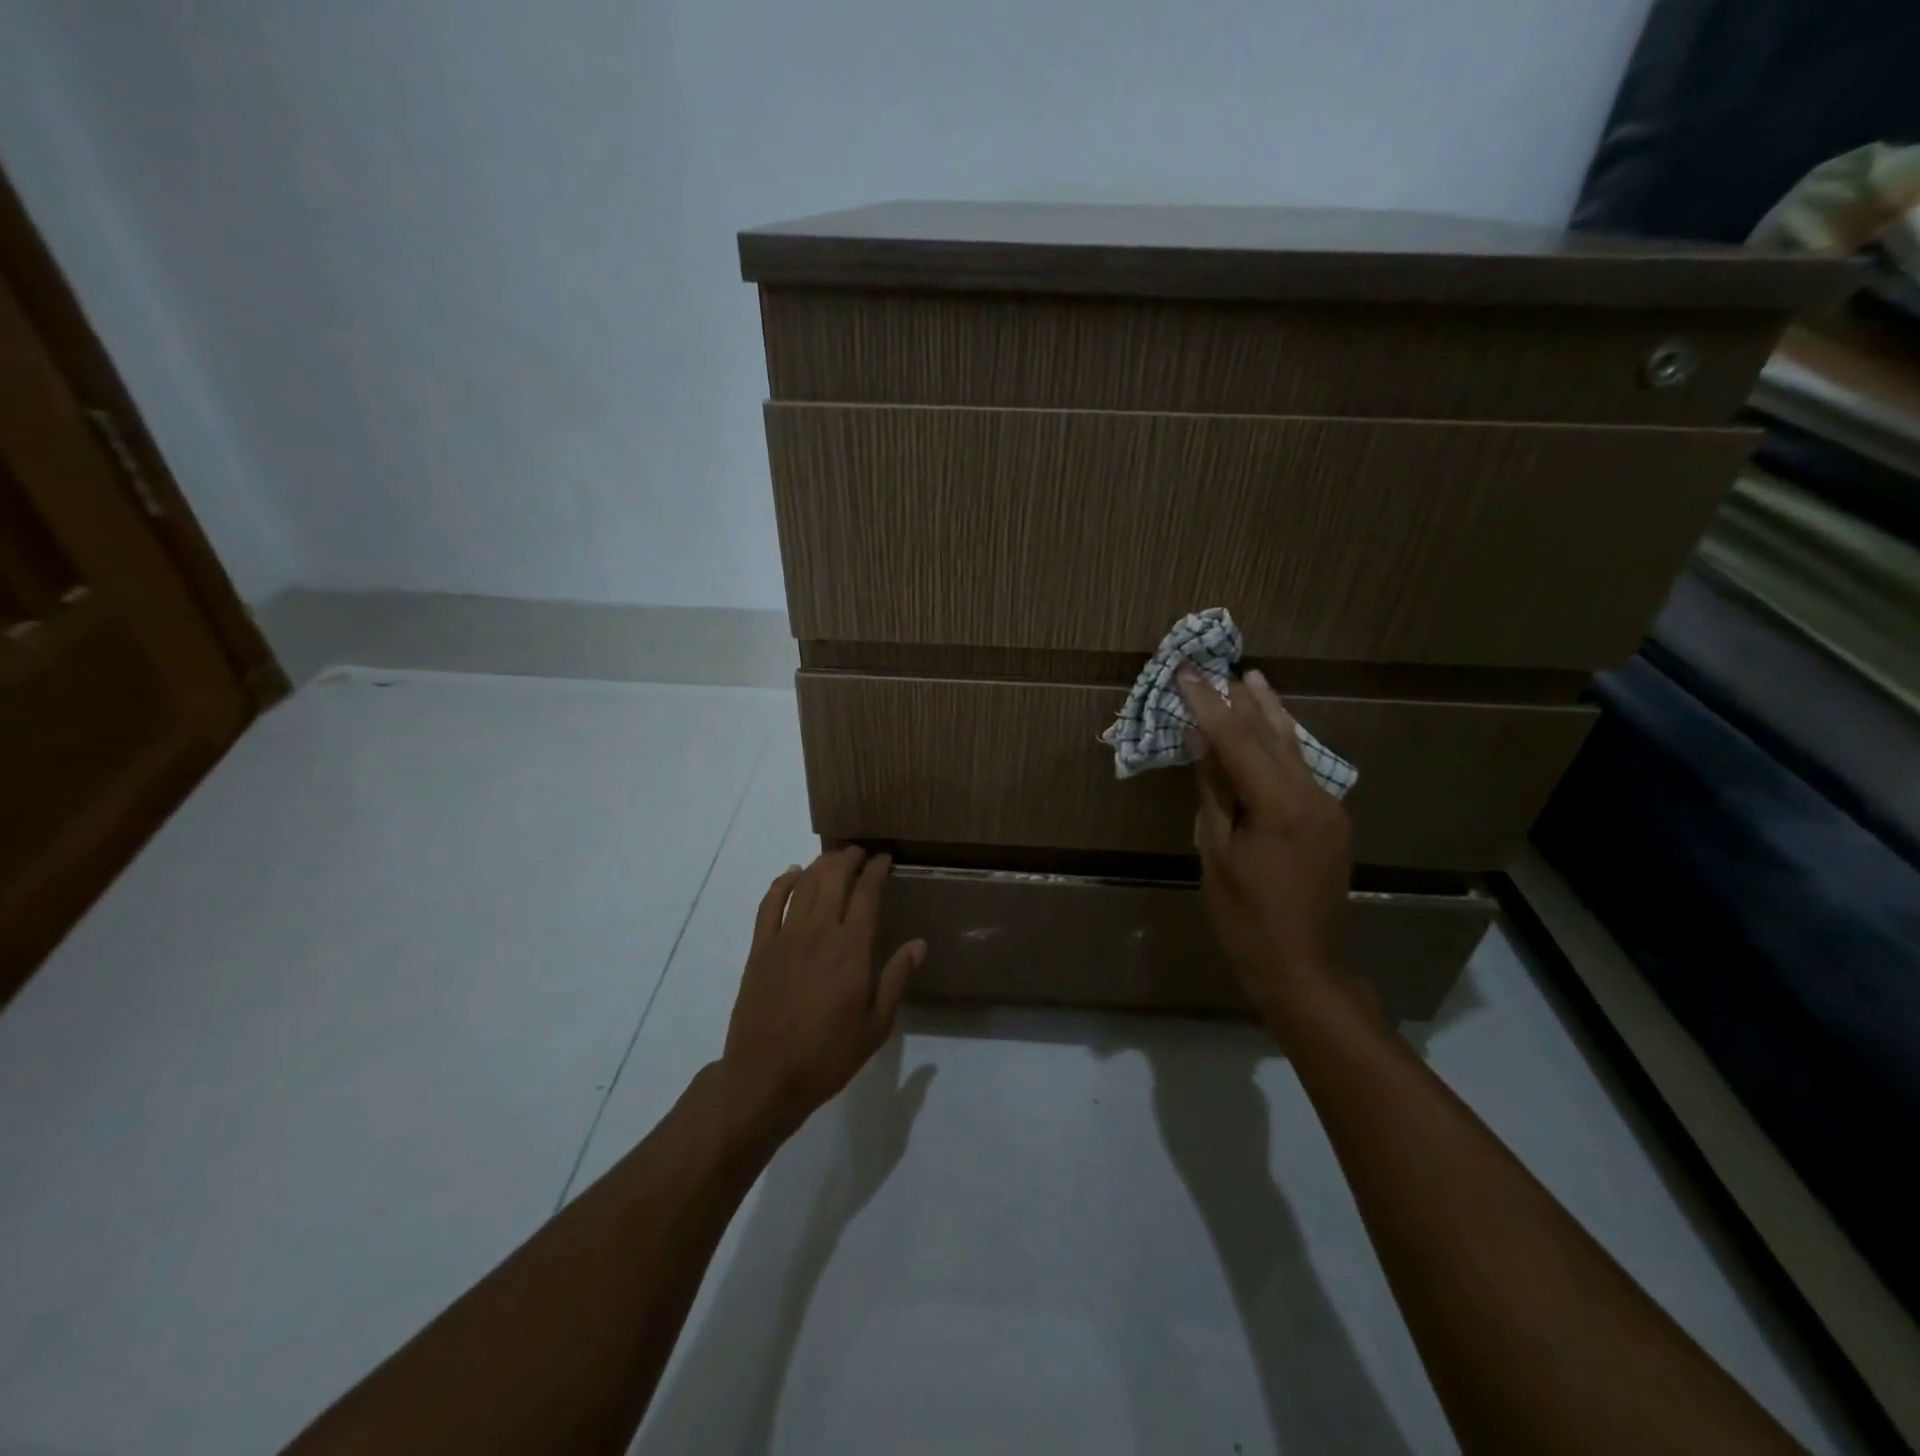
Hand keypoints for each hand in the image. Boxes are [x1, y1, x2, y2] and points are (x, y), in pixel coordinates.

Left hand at [717, 848, 925, 1138]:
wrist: (766, 1076)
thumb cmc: (828, 1054)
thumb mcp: (876, 1025)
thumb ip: (896, 978)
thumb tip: (919, 943)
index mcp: (852, 949)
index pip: (867, 893)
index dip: (877, 870)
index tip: (885, 857)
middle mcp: (819, 931)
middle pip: (834, 879)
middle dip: (850, 858)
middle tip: (861, 852)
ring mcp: (786, 936)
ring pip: (805, 885)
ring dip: (821, 864)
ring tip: (834, 857)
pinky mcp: (761, 947)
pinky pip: (770, 903)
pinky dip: (782, 882)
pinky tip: (792, 873)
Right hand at [1178, 667, 1353, 1019]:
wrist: (1302, 966)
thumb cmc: (1245, 916)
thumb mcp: (1216, 852)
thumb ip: (1213, 792)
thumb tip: (1201, 742)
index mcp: (1280, 806)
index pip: (1237, 741)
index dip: (1208, 706)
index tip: (1186, 675)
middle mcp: (1313, 797)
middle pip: (1273, 736)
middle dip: (1242, 702)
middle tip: (1222, 668)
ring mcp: (1329, 809)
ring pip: (1295, 750)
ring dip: (1271, 715)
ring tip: (1255, 681)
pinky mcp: (1333, 823)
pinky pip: (1304, 772)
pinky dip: (1281, 747)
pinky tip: (1272, 733)